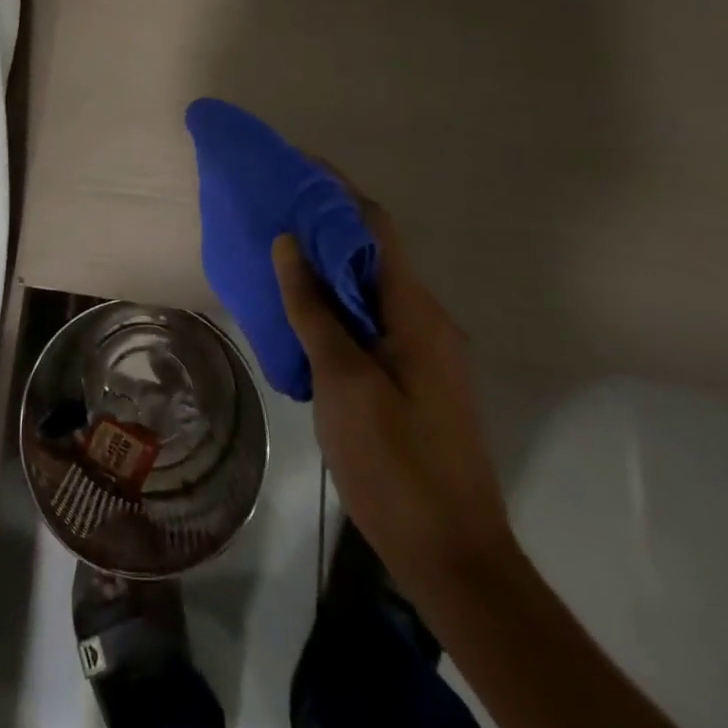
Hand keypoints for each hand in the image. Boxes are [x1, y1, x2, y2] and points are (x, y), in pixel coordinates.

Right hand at [273, 178, 516, 604]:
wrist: (454, 558)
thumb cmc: (396, 463)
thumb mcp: (343, 382)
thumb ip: (314, 308)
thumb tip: (289, 243)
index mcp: (416, 312)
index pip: (375, 227)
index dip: (336, 191)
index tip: (293, 169)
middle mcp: (427, 320)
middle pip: (373, 253)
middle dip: (324, 226)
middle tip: (272, 212)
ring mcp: (425, 351)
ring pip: (371, 289)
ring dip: (328, 267)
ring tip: (278, 255)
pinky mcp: (417, 378)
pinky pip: (372, 321)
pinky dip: (337, 304)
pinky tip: (302, 315)